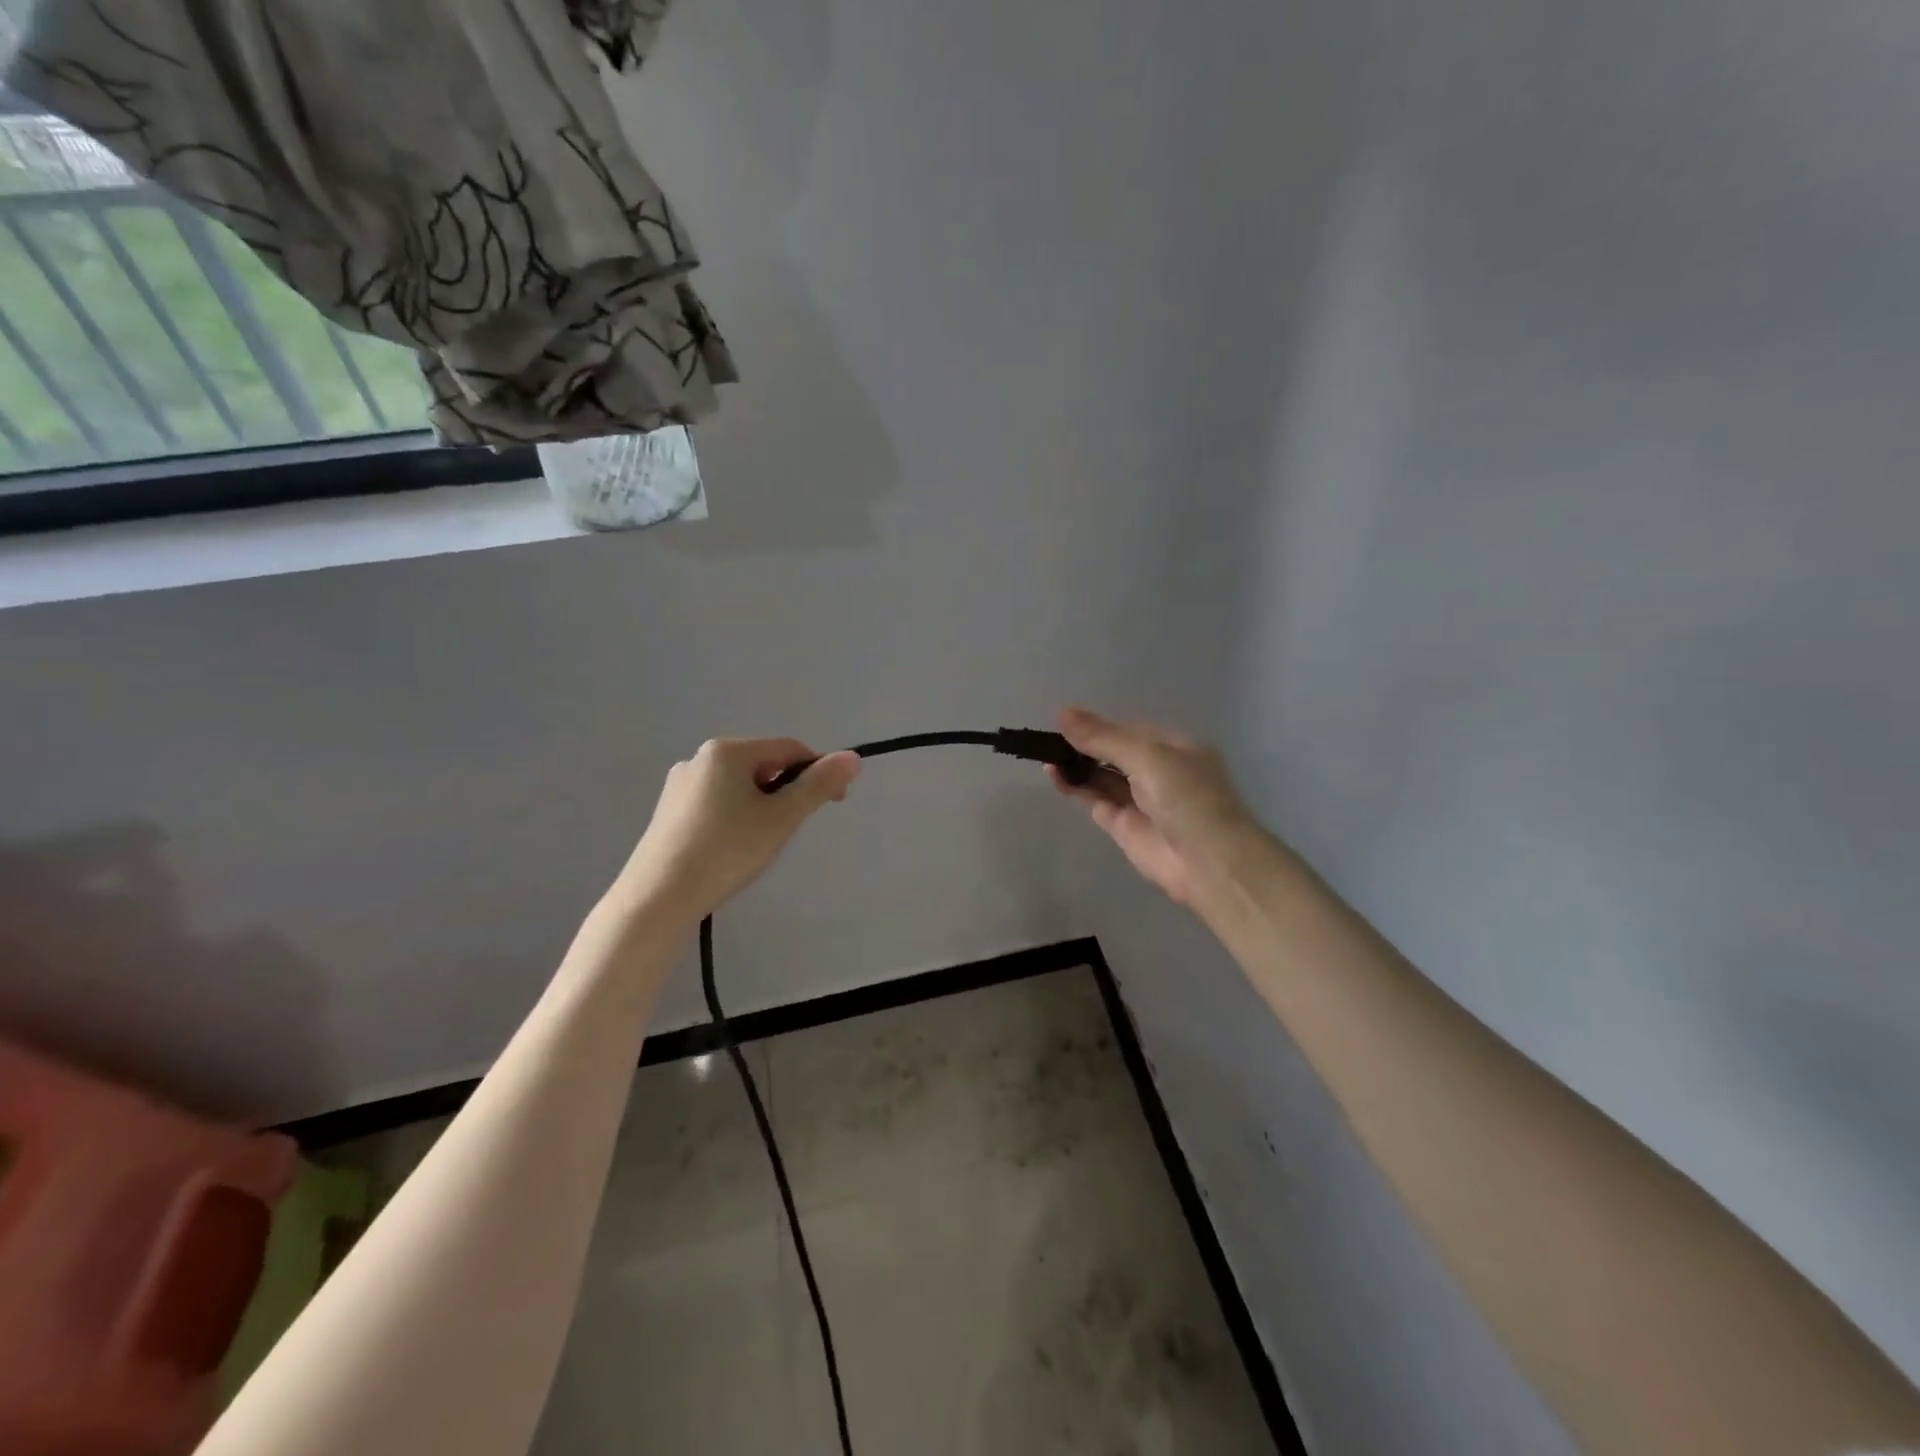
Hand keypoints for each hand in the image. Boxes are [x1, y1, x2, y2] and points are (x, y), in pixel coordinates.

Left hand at [615, 738, 860, 921]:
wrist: (658, 898)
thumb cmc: (727, 850)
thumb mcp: (782, 818)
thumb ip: (818, 786)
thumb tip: (853, 758)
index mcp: (728, 750)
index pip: (790, 749)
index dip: (818, 772)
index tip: (836, 803)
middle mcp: (700, 758)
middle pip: (763, 765)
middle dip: (787, 791)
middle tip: (792, 829)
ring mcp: (679, 785)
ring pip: (739, 786)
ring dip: (762, 806)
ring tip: (760, 844)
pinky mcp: (668, 812)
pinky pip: (716, 803)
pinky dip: (735, 817)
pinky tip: (732, 848)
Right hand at [1049, 708, 1265, 908]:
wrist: (1208, 862)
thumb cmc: (1186, 796)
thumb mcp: (1147, 756)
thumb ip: (1103, 738)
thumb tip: (1062, 713)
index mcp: (1173, 747)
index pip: (1128, 730)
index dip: (1097, 726)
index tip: (1063, 721)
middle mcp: (1157, 771)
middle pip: (1112, 753)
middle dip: (1083, 745)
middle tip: (1048, 740)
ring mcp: (1140, 800)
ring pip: (1101, 777)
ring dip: (1076, 765)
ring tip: (1045, 755)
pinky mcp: (1124, 827)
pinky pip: (1095, 800)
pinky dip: (1075, 788)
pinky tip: (1055, 775)